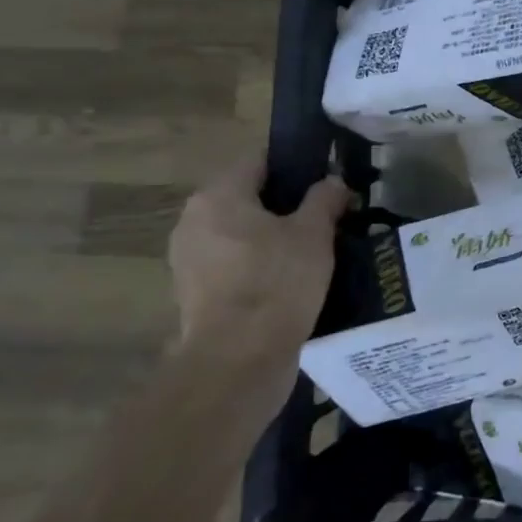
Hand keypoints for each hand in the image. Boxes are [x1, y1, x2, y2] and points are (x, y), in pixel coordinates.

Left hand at [167, 153, 350, 389]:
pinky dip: (259, 264)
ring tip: (315, 247)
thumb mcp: (314, 233)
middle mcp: (194, 221)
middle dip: (286, 203)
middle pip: (248, 197)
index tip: (327, 176)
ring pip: (241, 232)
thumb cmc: (277, 282)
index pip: (260, 160)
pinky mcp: (194, 294)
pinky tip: (292, 277)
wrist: (238, 361)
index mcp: (219, 196)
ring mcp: (189, 260)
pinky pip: (234, 263)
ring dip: (272, 236)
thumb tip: (332, 182)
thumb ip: (325, 199)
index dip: (297, 164)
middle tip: (327, 213)